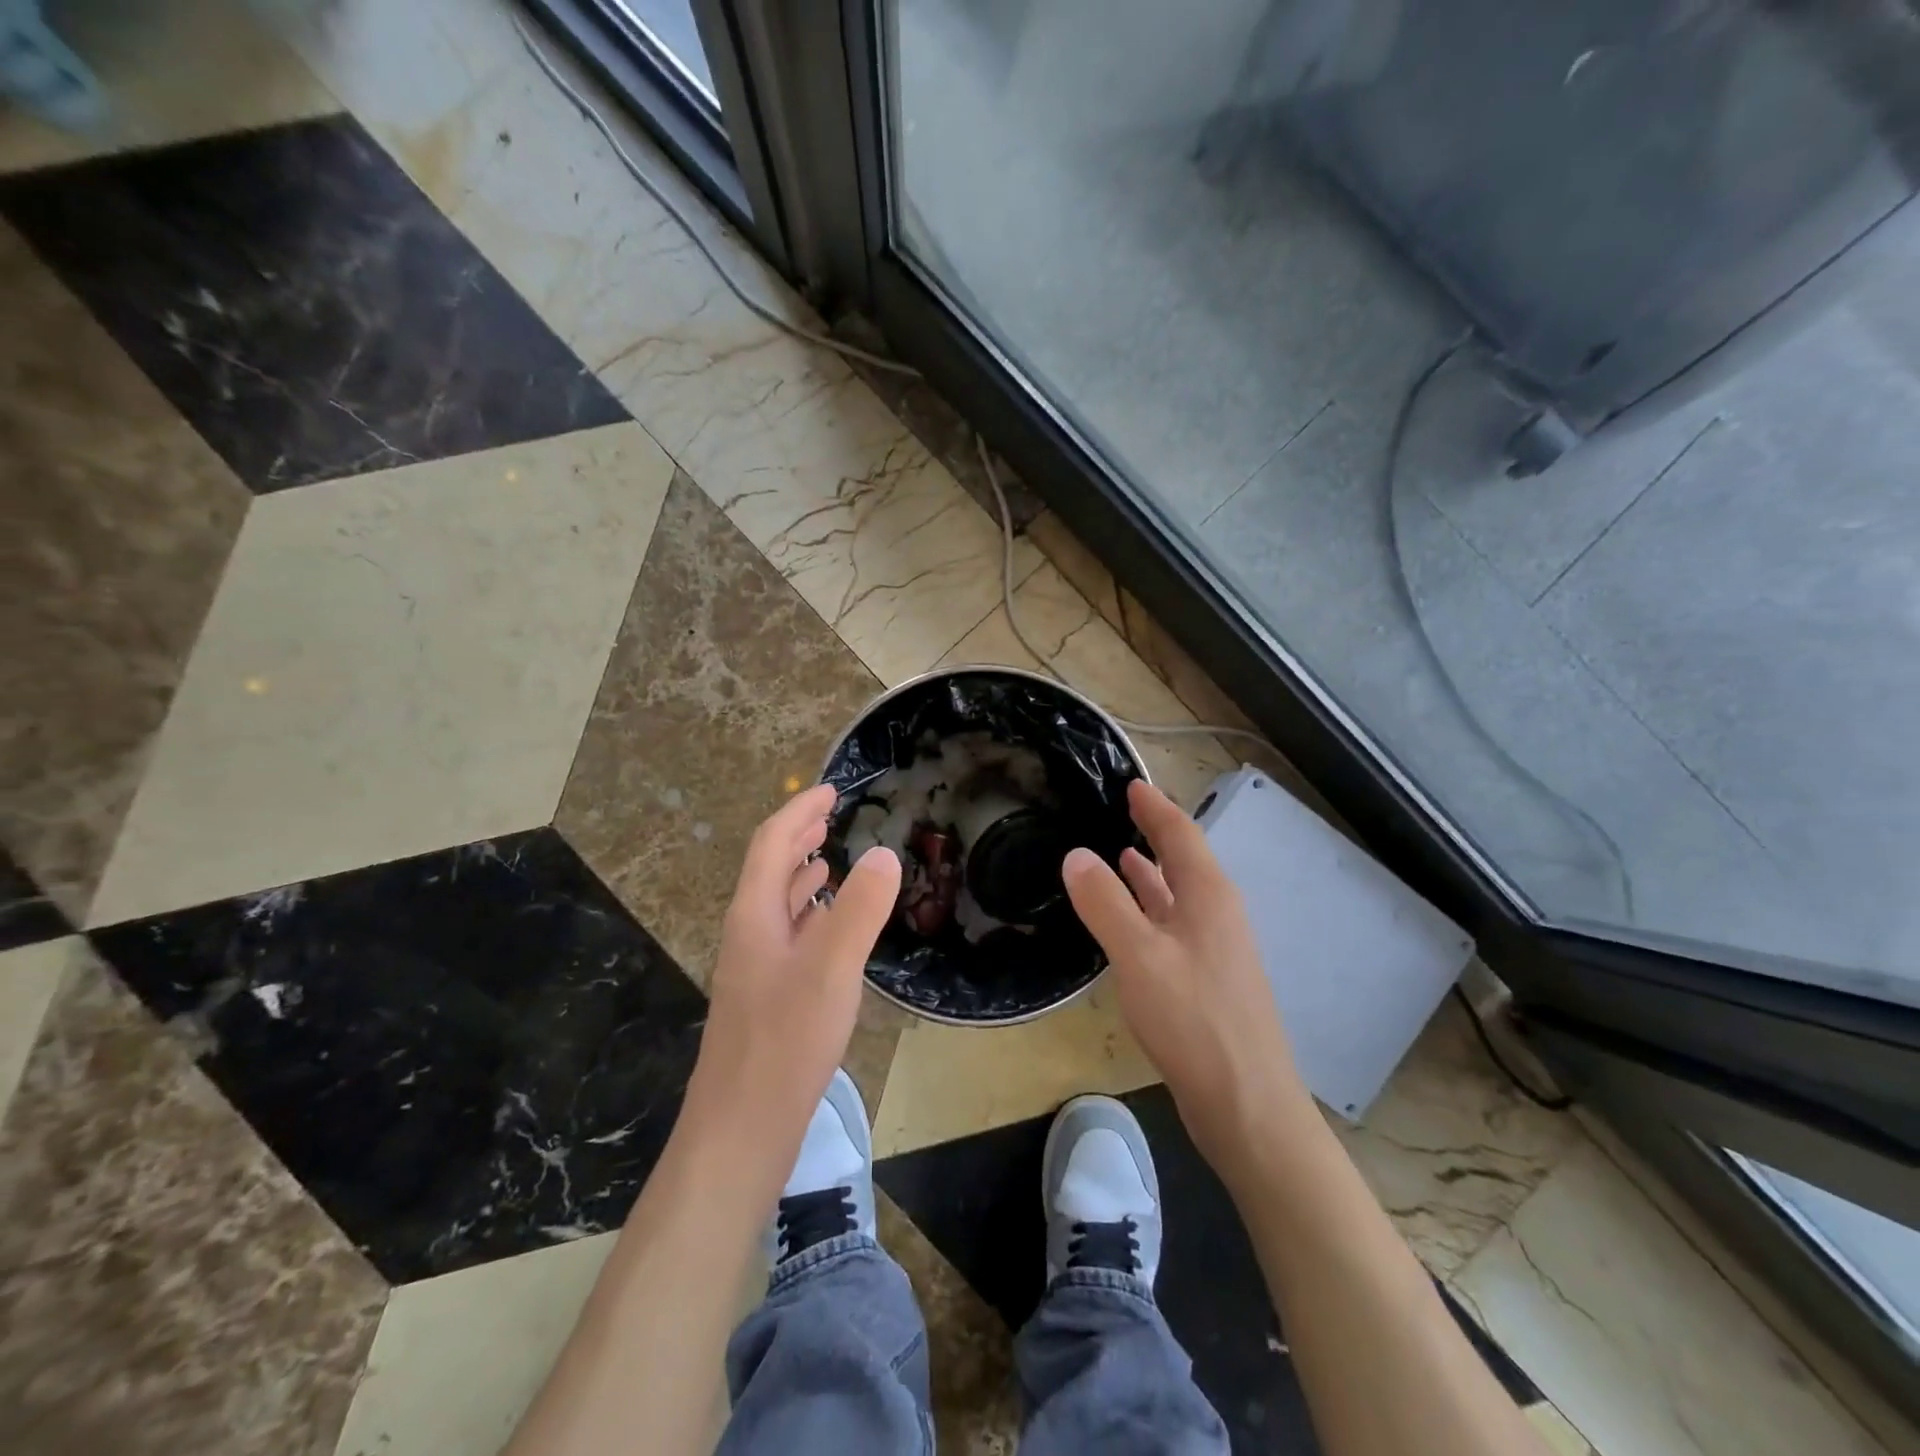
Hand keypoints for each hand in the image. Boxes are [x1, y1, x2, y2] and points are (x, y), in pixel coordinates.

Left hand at [683, 785, 900, 1166]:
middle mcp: (749, 933)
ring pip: (777, 903)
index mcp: (755, 915)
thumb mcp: (831, 969)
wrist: (741, 1129)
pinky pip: (788, 934)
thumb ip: (859, 909)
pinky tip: (827, 925)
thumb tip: (885, 852)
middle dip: (798, 835)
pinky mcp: (767, 996)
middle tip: (831, 813)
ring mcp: (755, 967)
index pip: (772, 844)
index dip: (799, 812)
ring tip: (829, 856)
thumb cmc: (785, 1043)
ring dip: (801, 872)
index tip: (830, 789)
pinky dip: (809, 913)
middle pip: (769, 869)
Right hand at [1063, 779, 1309, 1177]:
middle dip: (1153, 834)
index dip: (1154, 807)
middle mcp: (1217, 913)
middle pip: (1183, 860)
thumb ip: (1105, 903)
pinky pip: (1172, 925)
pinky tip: (1131, 920)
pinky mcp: (1206, 980)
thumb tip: (1075, 855)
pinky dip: (1149, 910)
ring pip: (1177, 895)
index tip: (1131, 783)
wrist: (1246, 1103)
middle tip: (1120, 812)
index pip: (1179, 834)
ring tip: (1118, 855)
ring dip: (1149, 873)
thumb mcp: (1139, 955)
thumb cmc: (1194, 1020)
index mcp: (1207, 896)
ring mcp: (1215, 948)